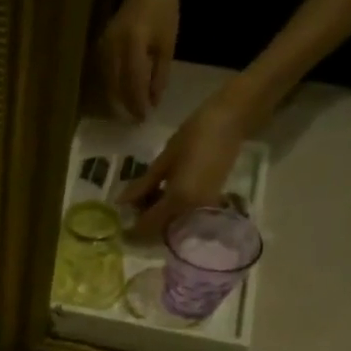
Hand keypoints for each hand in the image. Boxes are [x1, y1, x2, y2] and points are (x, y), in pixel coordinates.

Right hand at [98, 0, 179, 121]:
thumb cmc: (165, 7)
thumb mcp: (167, 44)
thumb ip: (159, 75)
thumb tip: (152, 103)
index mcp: (133, 44)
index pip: (132, 84)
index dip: (138, 104)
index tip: (144, 119)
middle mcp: (113, 47)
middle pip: (117, 87)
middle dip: (126, 105)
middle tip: (136, 121)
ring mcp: (104, 46)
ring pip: (108, 83)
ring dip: (119, 99)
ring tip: (129, 111)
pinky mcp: (100, 46)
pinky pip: (106, 74)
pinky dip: (114, 87)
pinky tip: (122, 95)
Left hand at [125, 86, 273, 235]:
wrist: (232, 120)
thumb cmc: (195, 134)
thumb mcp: (164, 160)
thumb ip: (143, 185)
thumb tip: (121, 203)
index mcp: (178, 200)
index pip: (148, 225)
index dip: (131, 228)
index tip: (119, 223)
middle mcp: (192, 211)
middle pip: (160, 229)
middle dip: (144, 221)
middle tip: (132, 204)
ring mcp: (204, 209)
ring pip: (172, 224)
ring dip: (157, 216)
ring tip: (146, 194)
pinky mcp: (211, 203)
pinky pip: (184, 216)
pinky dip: (170, 211)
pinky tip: (162, 193)